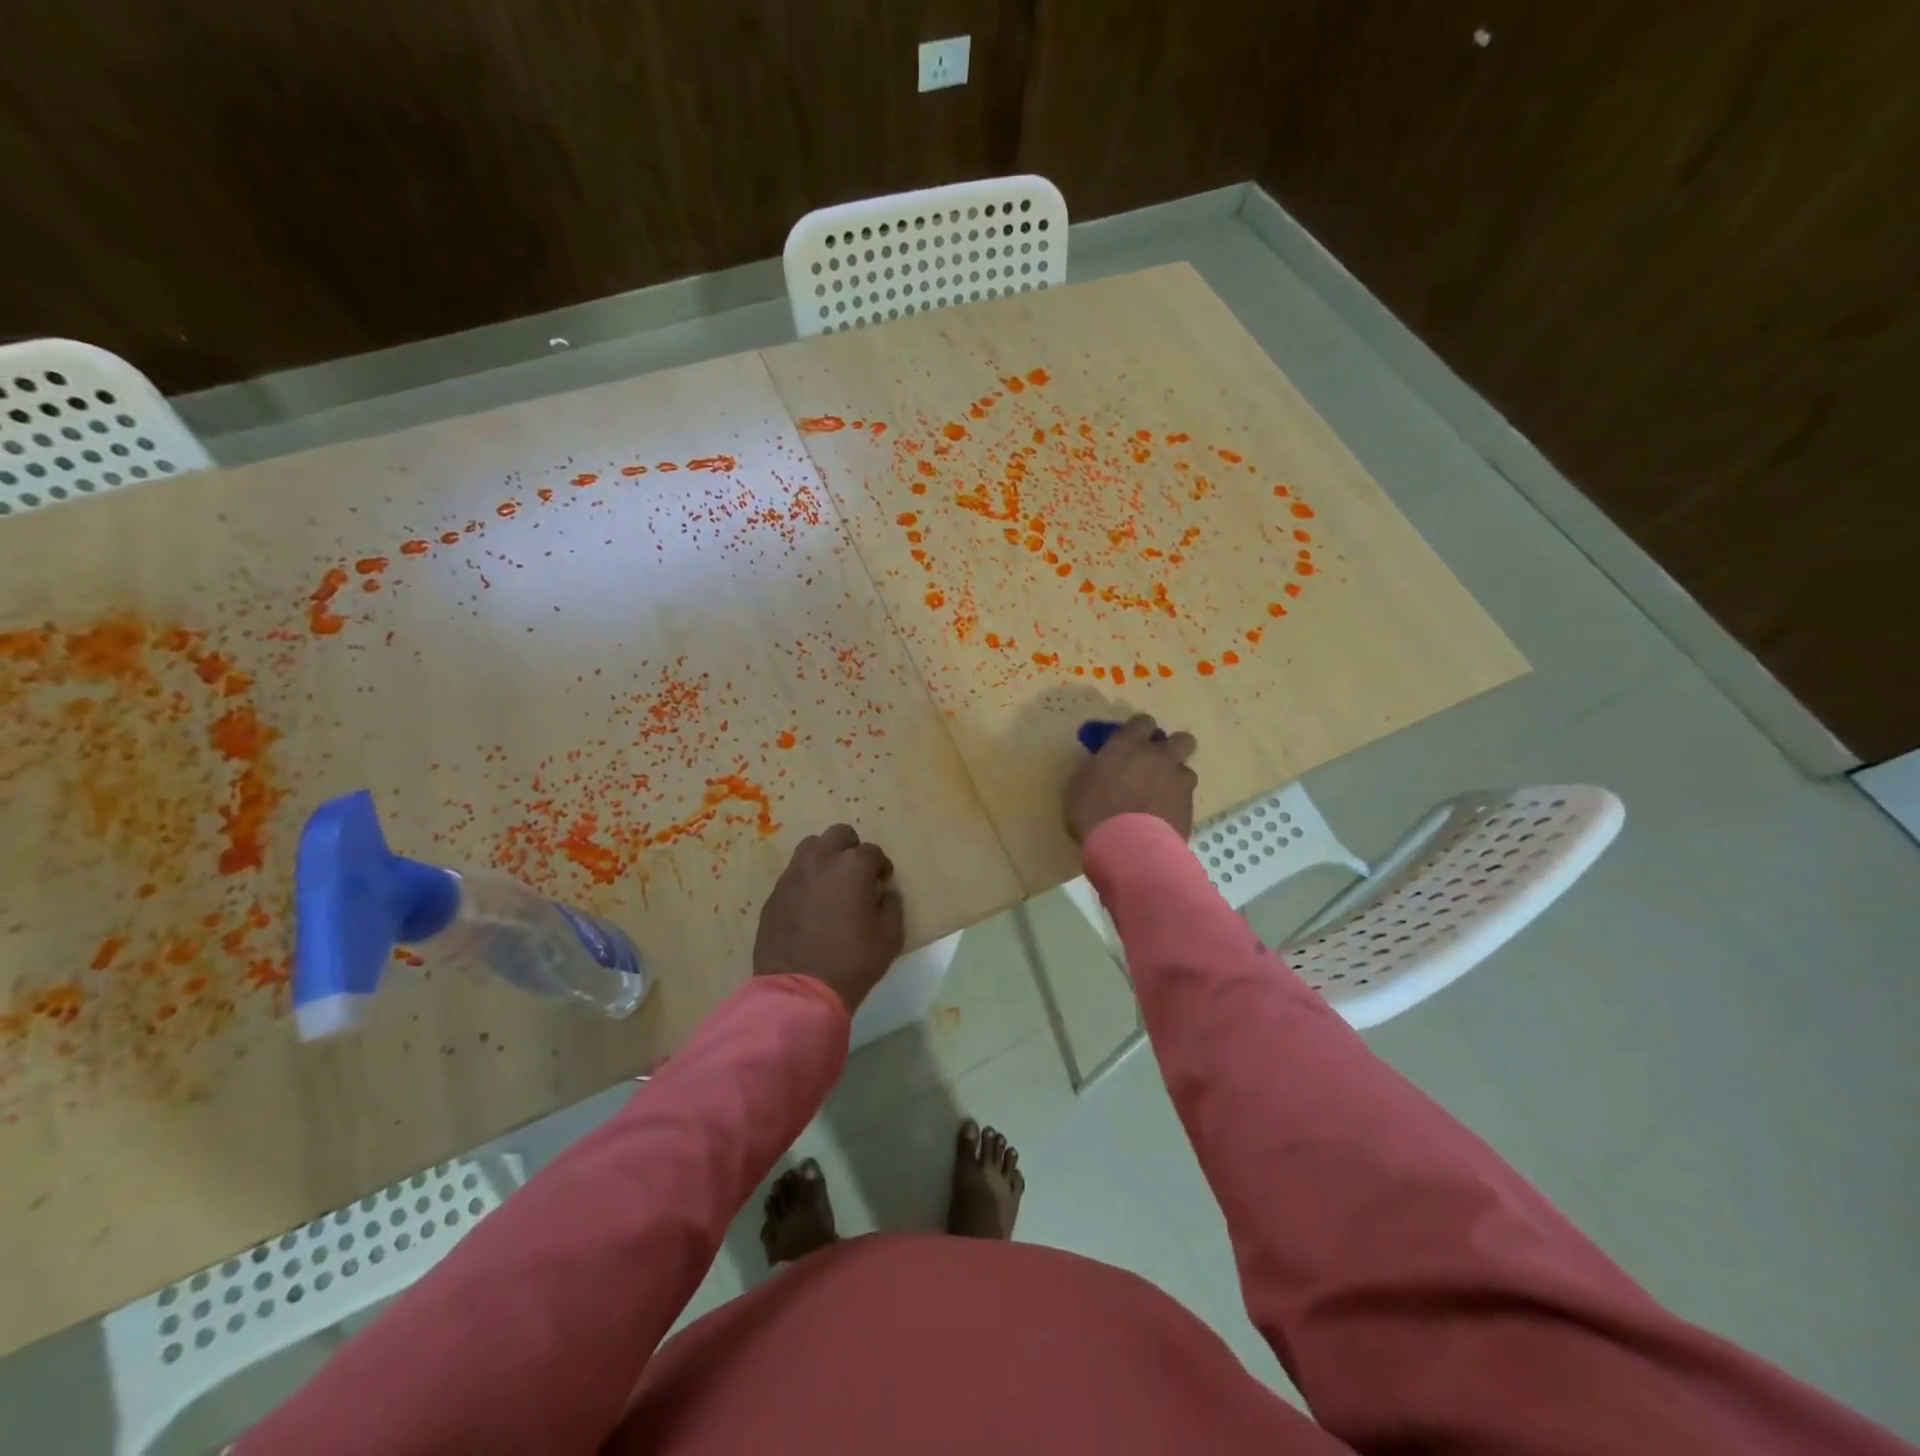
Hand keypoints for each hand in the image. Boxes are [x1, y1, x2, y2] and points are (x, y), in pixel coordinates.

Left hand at [753, 824, 904, 1013]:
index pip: (872, 852)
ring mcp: (792, 876)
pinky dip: (805, 881)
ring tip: (831, 885)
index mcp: (852, 866)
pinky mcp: (774, 895)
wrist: (800, 990)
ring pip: (810, 848)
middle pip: (838, 835)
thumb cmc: (853, 961)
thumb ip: (892, 906)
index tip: (883, 882)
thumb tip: (885, 893)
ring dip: (825, 858)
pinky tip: (810, 906)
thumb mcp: (890, 936)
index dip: (881, 867)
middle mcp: (821, 860)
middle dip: (851, 849)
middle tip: (856, 875)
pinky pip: (793, 876)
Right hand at [1064, 713, 1197, 841]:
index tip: (1131, 742)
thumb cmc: (1093, 811)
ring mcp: (1178, 780)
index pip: (1143, 722)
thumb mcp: (1080, 784)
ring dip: (1175, 778)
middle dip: (1172, 748)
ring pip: (1187, 769)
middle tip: (1156, 763)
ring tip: (1161, 795)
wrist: (1128, 846)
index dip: (1139, 730)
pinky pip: (1187, 797)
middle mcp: (1158, 756)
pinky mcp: (1189, 806)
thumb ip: (1097, 769)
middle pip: (1181, 739)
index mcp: (1128, 744)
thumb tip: (1102, 766)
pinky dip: (1177, 802)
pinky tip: (1163, 816)